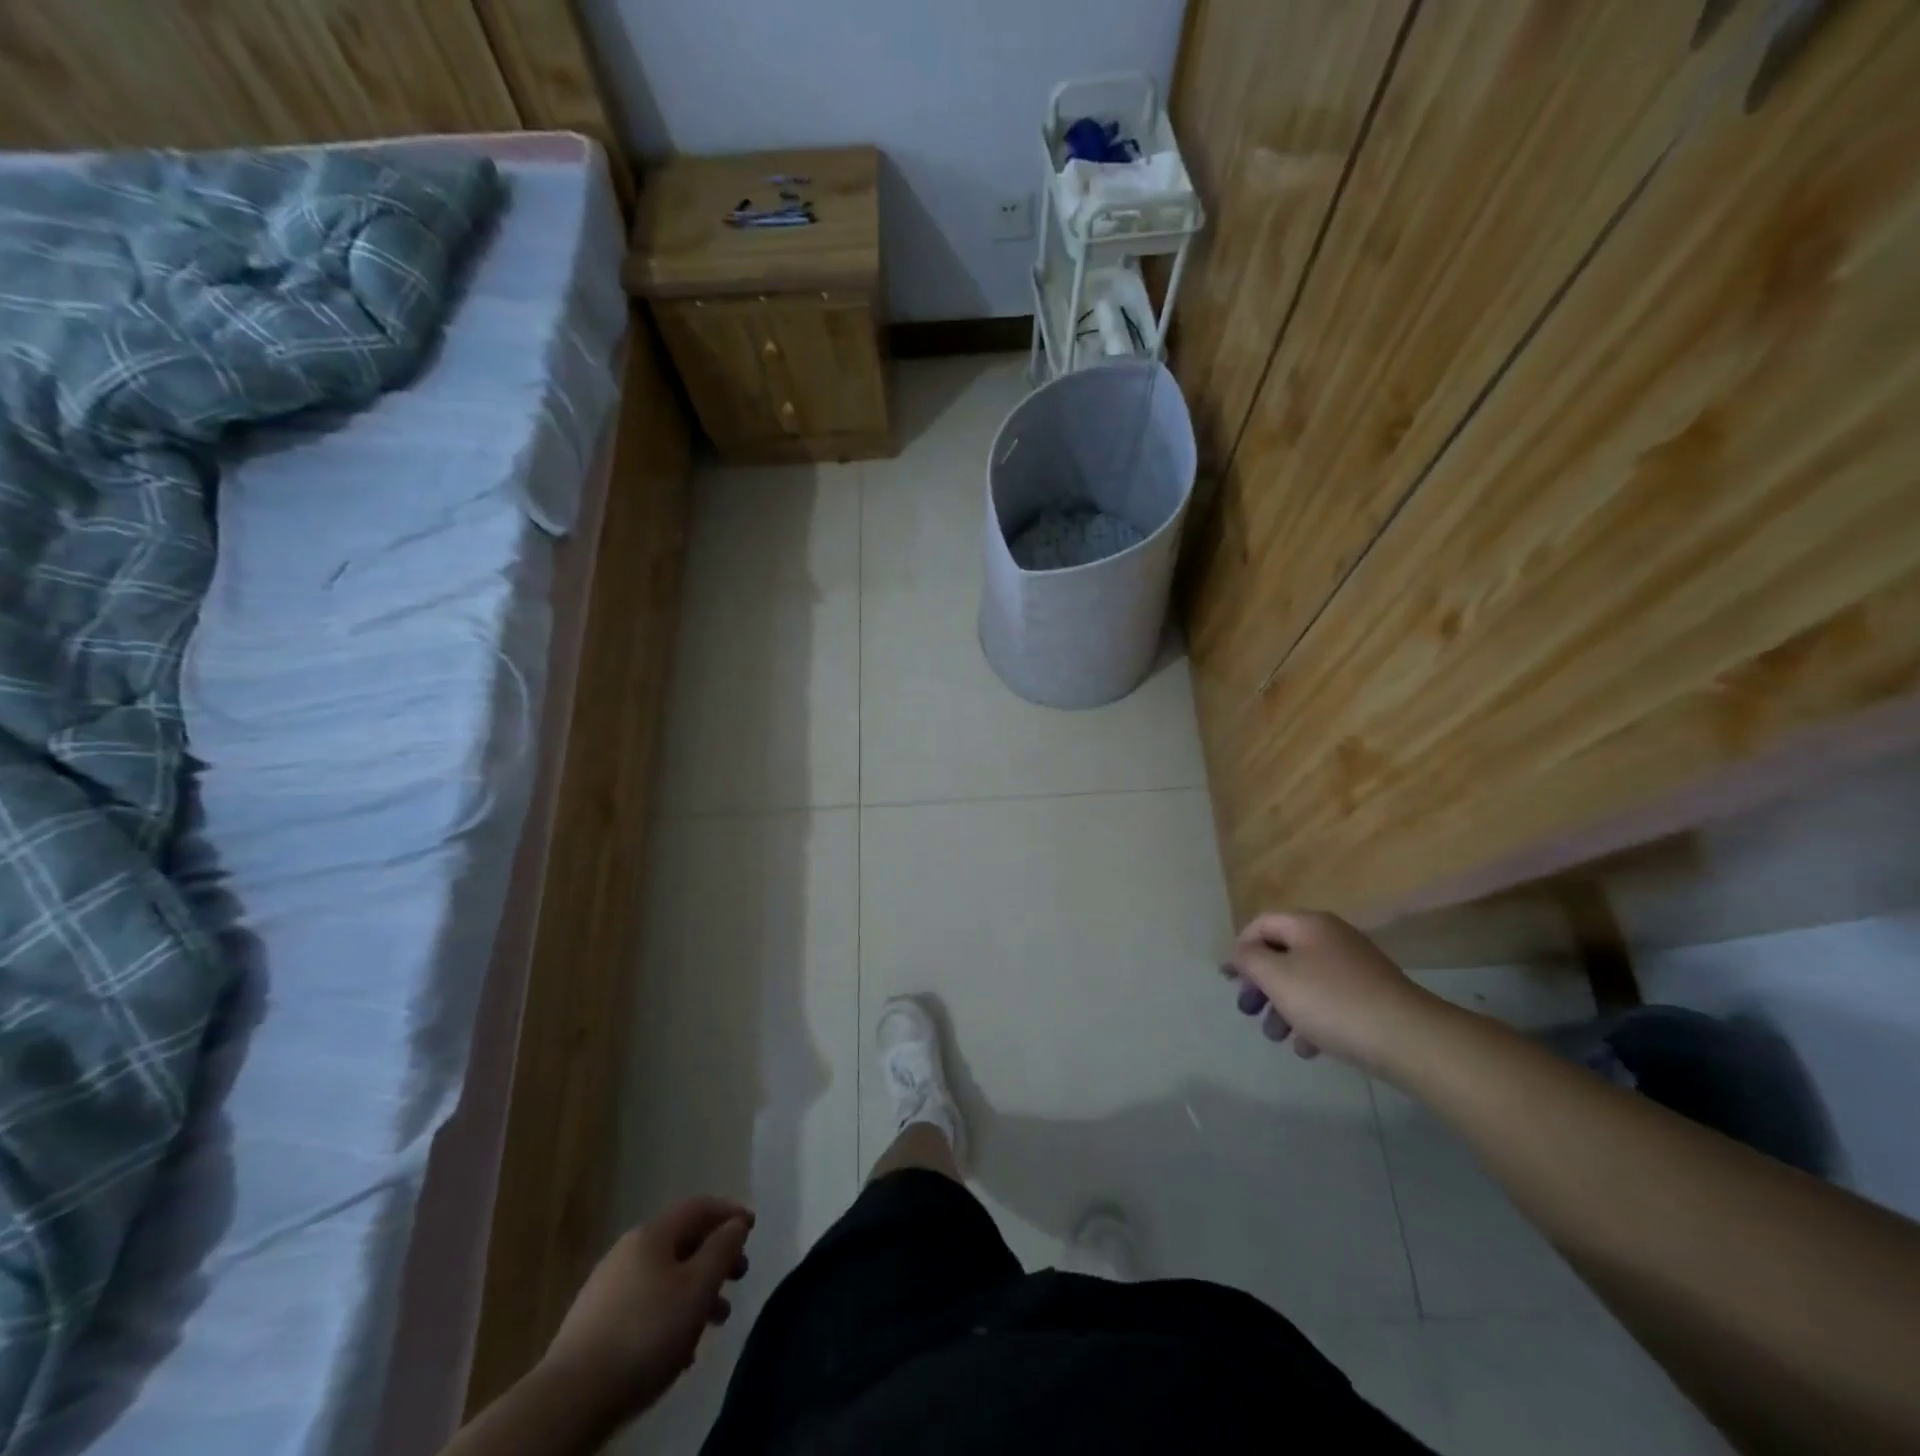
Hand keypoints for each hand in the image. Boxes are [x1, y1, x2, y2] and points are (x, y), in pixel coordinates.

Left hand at [539, 1197, 753, 1420]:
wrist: (570, 1400)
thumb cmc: (645, 1334)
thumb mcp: (697, 1289)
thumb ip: (722, 1251)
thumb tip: (735, 1224)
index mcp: (652, 1235)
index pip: (698, 1207)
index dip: (728, 1212)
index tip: (752, 1228)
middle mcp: (627, 1251)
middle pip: (681, 1243)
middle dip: (714, 1258)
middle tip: (739, 1277)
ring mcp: (606, 1288)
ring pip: (664, 1278)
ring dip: (694, 1292)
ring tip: (715, 1323)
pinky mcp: (594, 1324)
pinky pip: (644, 1306)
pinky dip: (669, 1315)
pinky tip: (679, 1349)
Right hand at [1222, 911, 1445, 1075]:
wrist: (1409, 1039)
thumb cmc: (1332, 1002)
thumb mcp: (1277, 977)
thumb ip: (1249, 959)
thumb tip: (1242, 951)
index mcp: (1309, 925)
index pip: (1261, 924)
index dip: (1239, 948)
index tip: (1229, 980)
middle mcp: (1332, 938)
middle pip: (1282, 954)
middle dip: (1260, 984)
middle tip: (1248, 1010)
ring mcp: (1356, 968)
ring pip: (1305, 981)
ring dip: (1283, 1007)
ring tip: (1276, 1036)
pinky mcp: (1372, 998)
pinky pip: (1330, 1002)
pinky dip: (1312, 1020)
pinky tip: (1308, 1048)